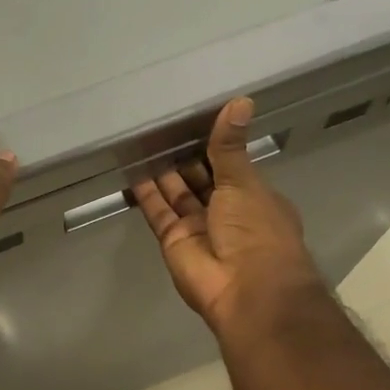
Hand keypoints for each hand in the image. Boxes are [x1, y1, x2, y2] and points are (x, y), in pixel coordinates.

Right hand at [131, 98, 328, 337]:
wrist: (245, 288)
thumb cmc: (255, 230)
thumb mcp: (244, 181)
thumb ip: (230, 146)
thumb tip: (240, 101)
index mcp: (253, 197)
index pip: (230, 166)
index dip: (214, 146)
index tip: (195, 121)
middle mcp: (226, 212)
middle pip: (201, 180)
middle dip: (184, 158)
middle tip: (161, 126)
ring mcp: (198, 228)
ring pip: (177, 195)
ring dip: (163, 172)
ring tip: (143, 142)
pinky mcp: (174, 241)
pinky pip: (158, 212)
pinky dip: (146, 194)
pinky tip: (133, 169)